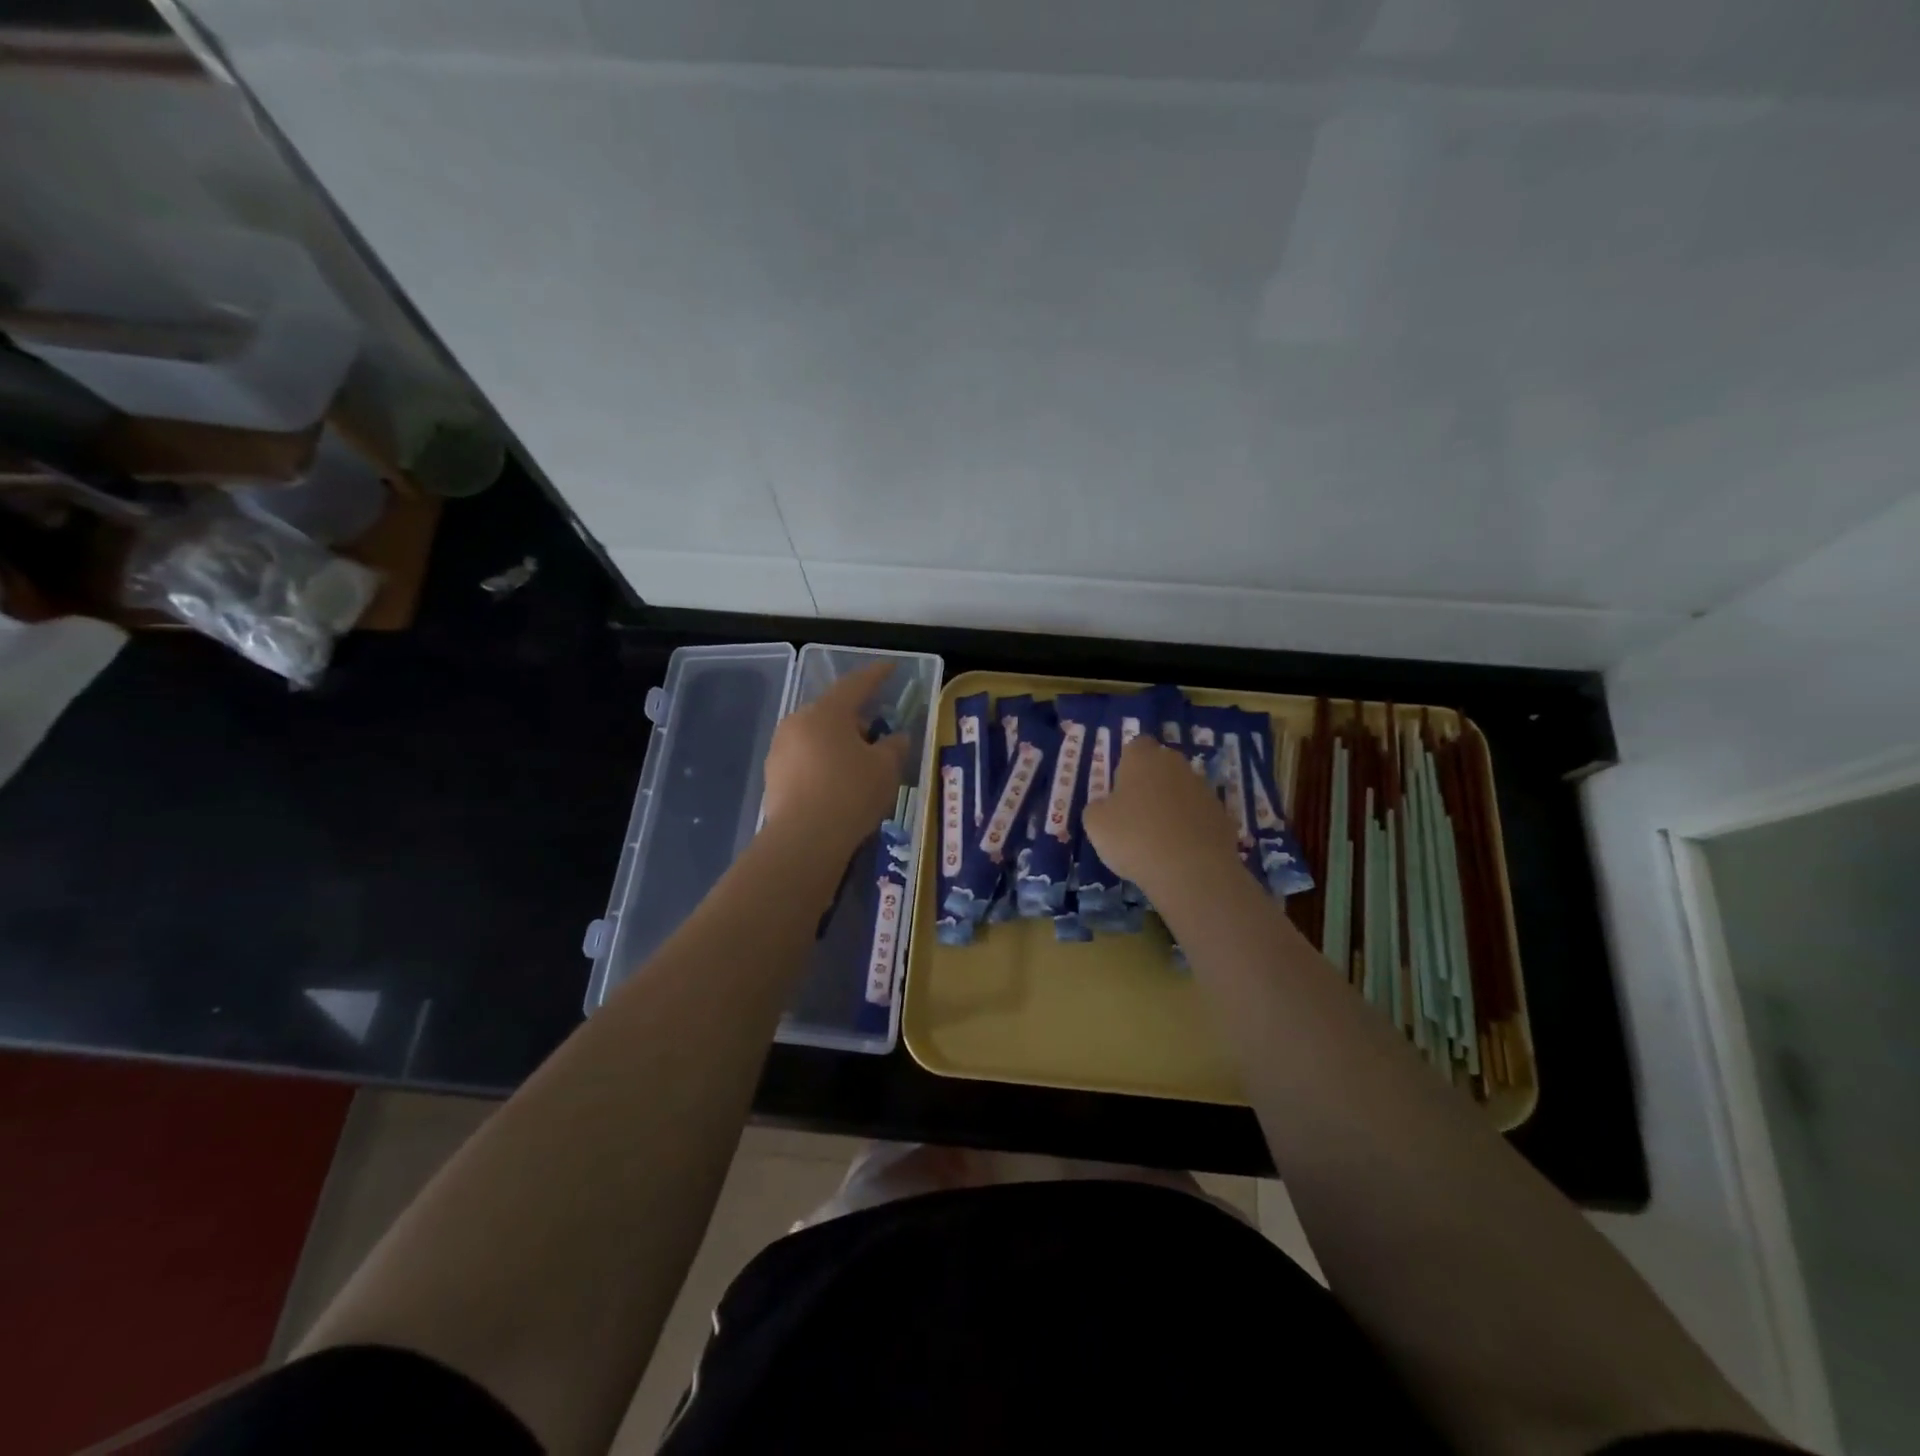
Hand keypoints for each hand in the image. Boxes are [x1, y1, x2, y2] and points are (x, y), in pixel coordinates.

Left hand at [761, 661, 909, 849]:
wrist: (804, 840)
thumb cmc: (851, 793)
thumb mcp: (886, 768)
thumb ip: (894, 747)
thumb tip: (896, 738)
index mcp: (827, 712)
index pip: (856, 684)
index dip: (876, 675)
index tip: (890, 668)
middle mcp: (798, 722)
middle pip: (833, 711)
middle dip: (856, 717)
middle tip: (878, 730)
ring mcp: (780, 749)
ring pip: (816, 736)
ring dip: (838, 742)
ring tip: (859, 762)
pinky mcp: (773, 776)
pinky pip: (805, 759)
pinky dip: (824, 763)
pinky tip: (838, 783)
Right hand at [1082, 735, 1240, 900]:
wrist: (1191, 871)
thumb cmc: (1134, 838)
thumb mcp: (1095, 824)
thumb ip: (1098, 807)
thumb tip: (1107, 806)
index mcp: (1143, 758)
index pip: (1135, 745)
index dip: (1126, 764)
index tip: (1119, 789)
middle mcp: (1176, 765)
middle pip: (1161, 766)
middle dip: (1150, 783)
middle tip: (1135, 813)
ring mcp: (1204, 789)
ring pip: (1182, 790)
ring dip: (1172, 805)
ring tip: (1158, 837)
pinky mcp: (1222, 815)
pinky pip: (1199, 815)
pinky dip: (1191, 827)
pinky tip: (1180, 851)